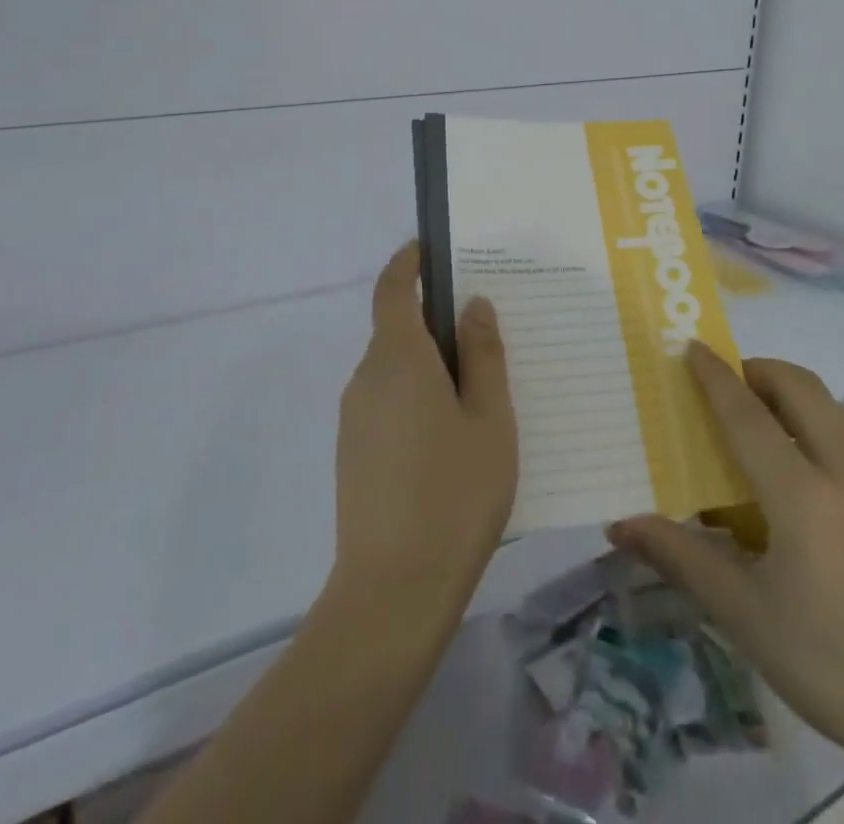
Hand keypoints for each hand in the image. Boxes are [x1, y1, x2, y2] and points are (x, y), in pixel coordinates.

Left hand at [331, 243, 517, 631]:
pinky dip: (416, 395)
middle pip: (396, 330)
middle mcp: (367, 378)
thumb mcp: (489, 419)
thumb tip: (472, 305)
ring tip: (478, 389)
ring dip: (428, 363)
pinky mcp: (353, 452)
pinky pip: (386, 400)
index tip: (431, 249)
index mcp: (398, 359)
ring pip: (394, 369)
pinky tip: (450, 434)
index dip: (407, 263)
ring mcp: (355, 418)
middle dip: (433, 321)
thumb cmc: (455, 494)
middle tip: (484, 332)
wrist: (393, 593)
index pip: (392, 289)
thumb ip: (483, 355)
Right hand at [608, 347, 843, 821]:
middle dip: (758, 370)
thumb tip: (620, 526)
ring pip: (832, 408)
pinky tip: (808, 475)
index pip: (748, 415)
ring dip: (791, 395)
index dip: (716, 377)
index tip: (692, 346)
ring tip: (760, 423)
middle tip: (725, 383)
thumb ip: (683, 560)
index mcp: (803, 496)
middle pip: (800, 387)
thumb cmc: (838, 667)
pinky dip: (818, 425)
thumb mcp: (749, 619)